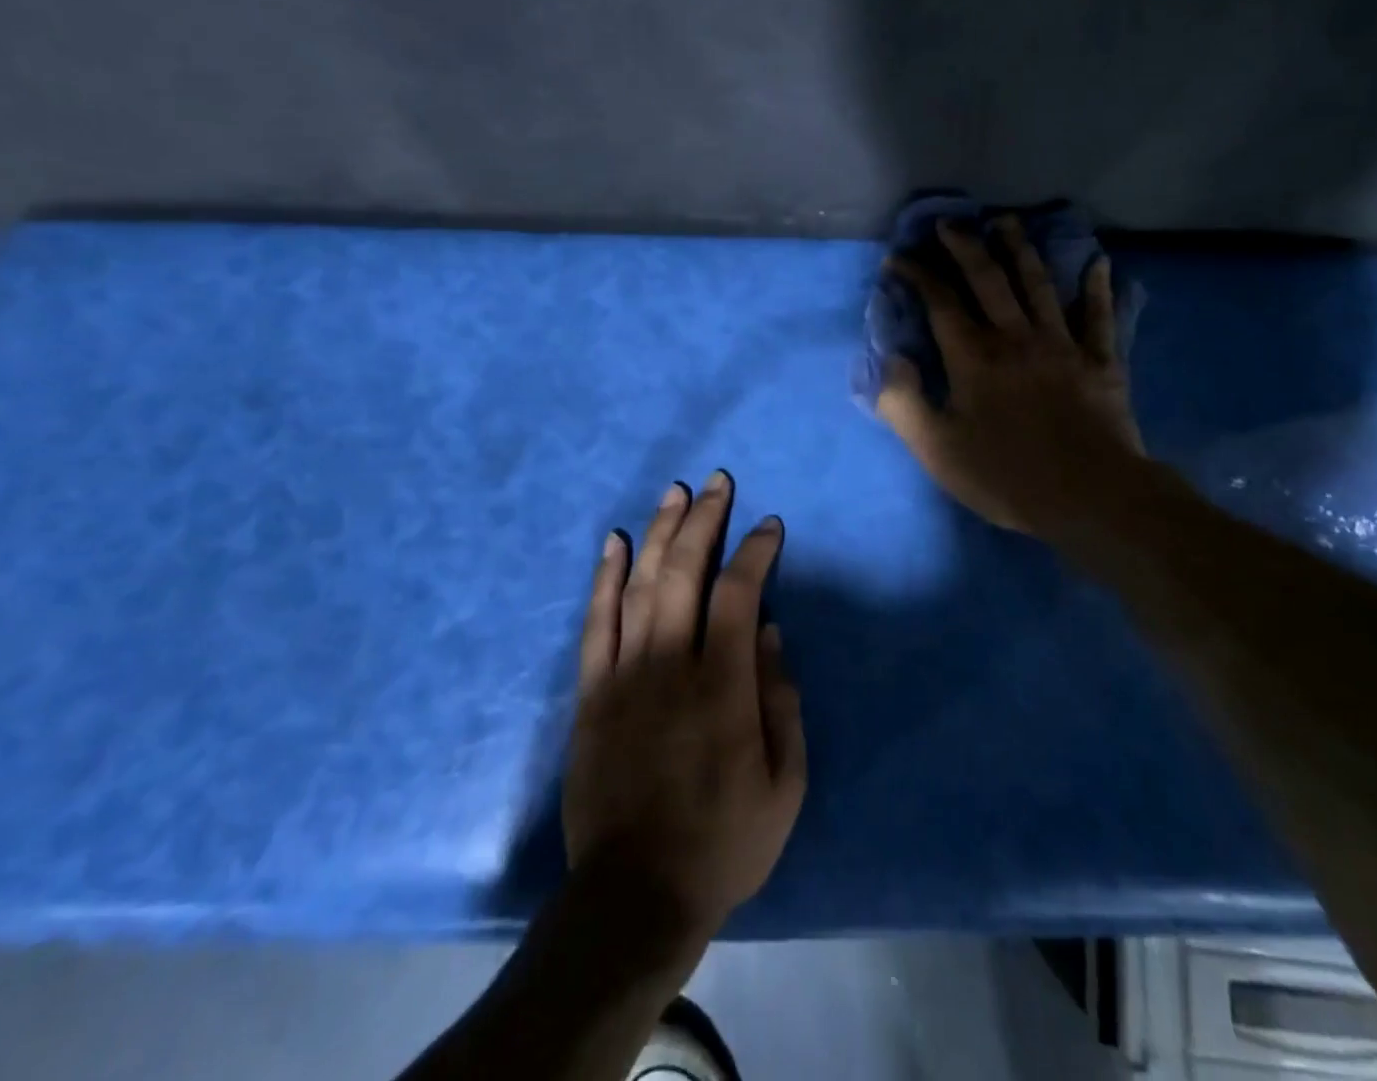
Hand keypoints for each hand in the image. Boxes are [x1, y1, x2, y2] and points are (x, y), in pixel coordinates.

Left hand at [562, 472, 806, 944]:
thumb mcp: (785, 785)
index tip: (768, 526)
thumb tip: (772, 633)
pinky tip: (613, 541)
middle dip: (704, 520)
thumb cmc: (723, 841)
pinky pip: (595, 620)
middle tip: (717, 482)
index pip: (740, 594)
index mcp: (723, 686)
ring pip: (639, 583)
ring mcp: (623, 674)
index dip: (755, 552)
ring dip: (659, 531)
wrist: (634, 894)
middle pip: (684, 572)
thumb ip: (782, 702)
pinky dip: (603, 576)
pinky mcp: (591, 692)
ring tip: (675, 492)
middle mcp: (670, 665)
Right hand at [877, 218, 1144, 537]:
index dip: (918, 276)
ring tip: (1007, 222)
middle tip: (949, 224)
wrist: (1089, 496)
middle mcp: (1016, 337)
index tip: (899, 259)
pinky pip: (1098, 316)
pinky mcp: (1100, 361)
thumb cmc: (1006, 475)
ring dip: (1021, 250)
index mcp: (974, 357)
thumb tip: (891, 360)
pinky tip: (1099, 263)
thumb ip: (904, 402)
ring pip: (1039, 284)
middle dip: (965, 247)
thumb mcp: (937, 449)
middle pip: (989, 279)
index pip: (941, 302)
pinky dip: (1097, 288)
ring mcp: (1062, 344)